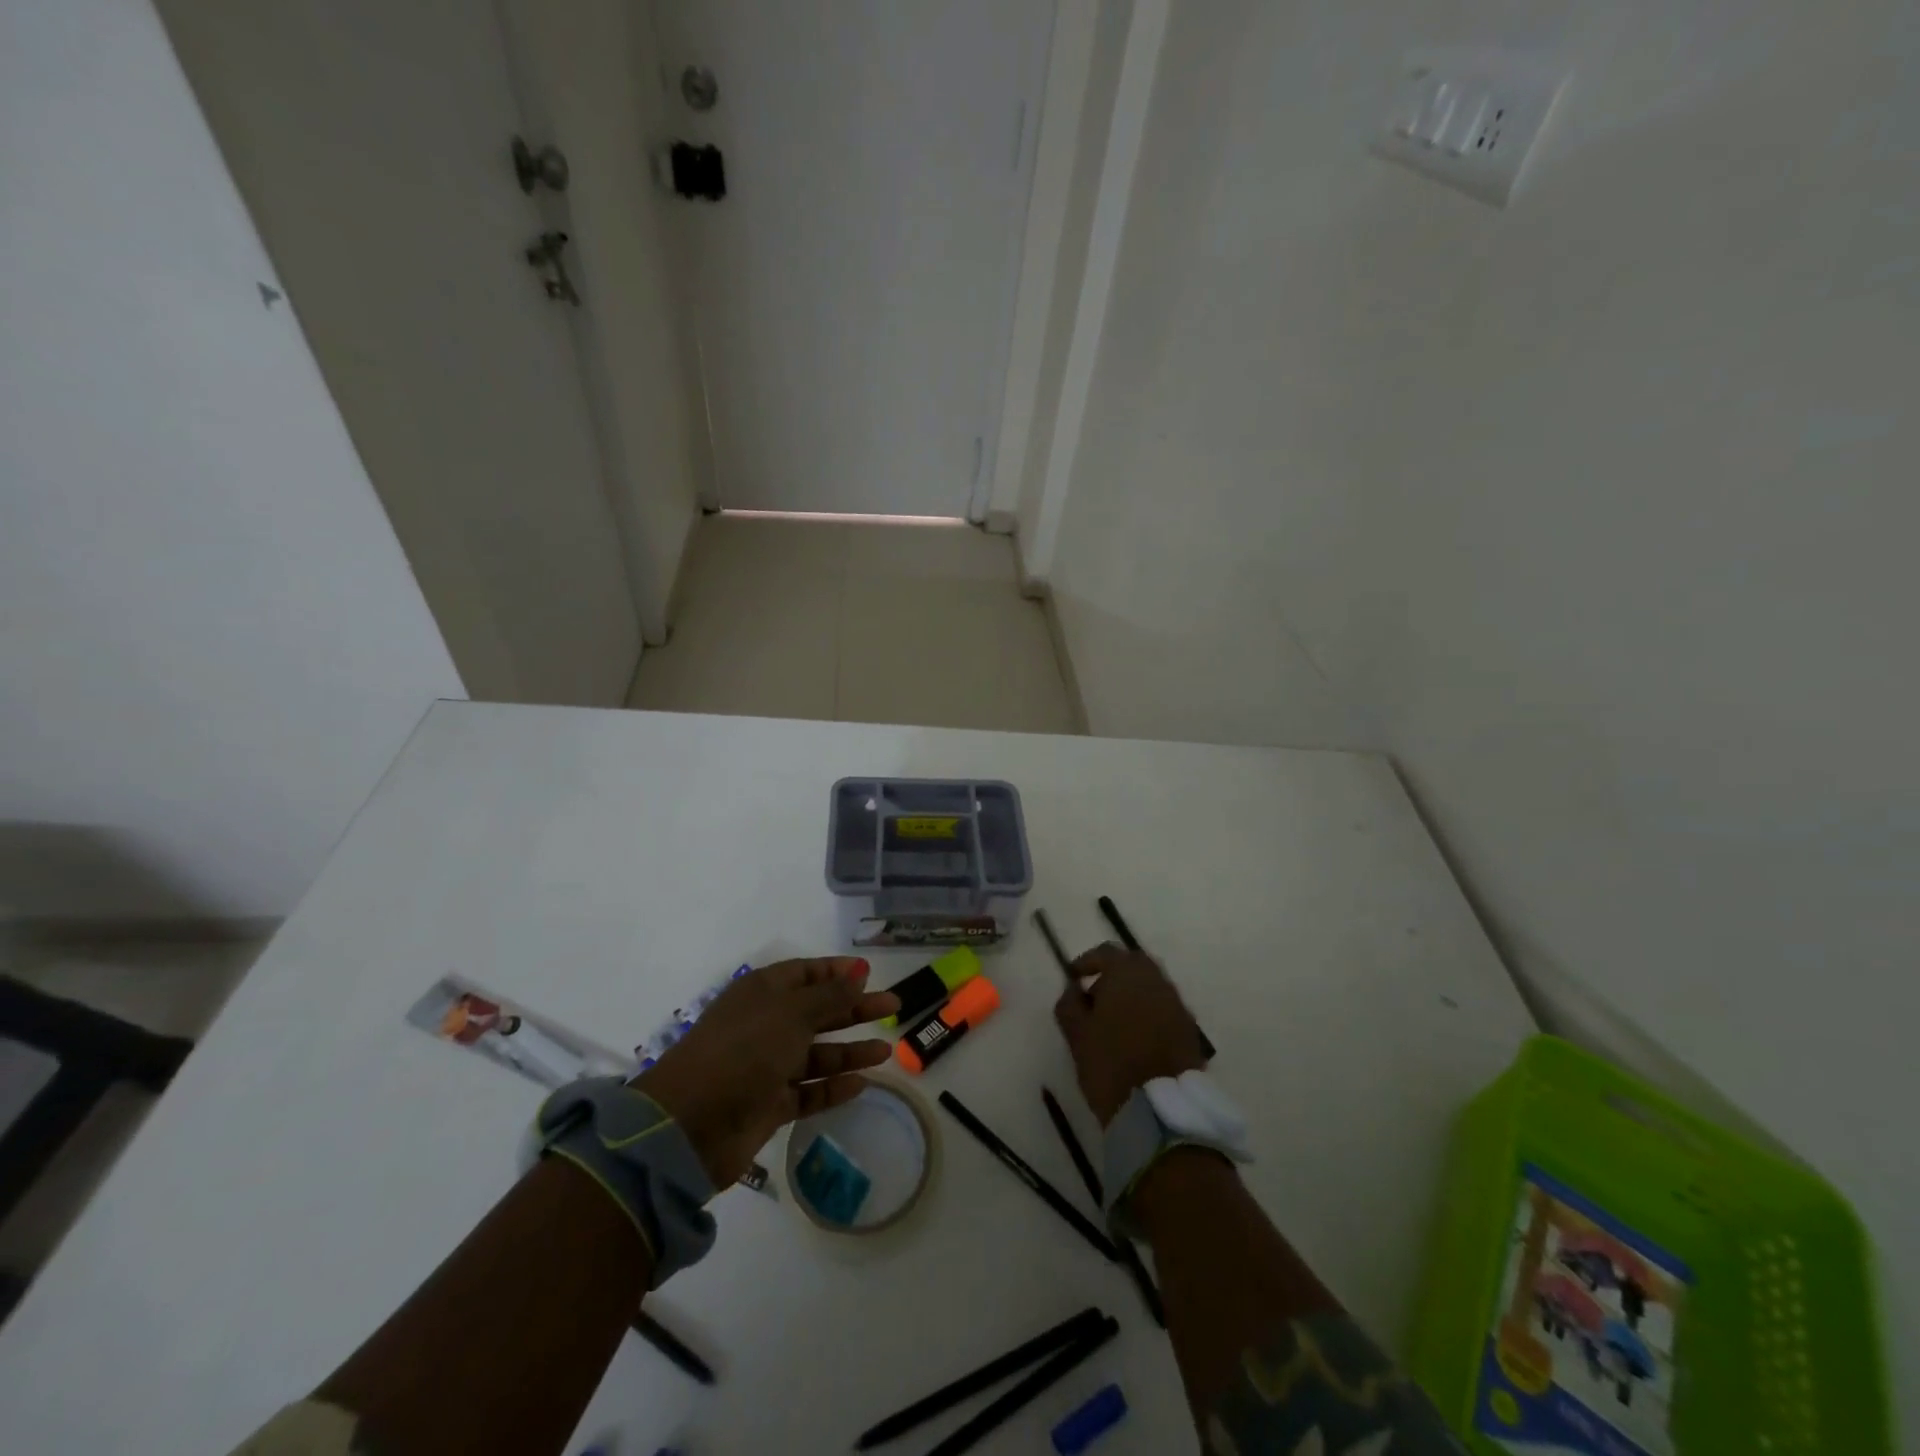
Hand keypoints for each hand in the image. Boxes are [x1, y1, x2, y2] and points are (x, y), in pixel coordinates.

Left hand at [633, 958, 899, 1187]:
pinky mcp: (767, 1105)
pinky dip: (832, 1087)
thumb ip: (830, 995)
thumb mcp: (791, 1013)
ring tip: (886, 1052)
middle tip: (893, 1007)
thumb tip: (859, 971)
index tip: (870, 974)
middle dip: (854, 1009)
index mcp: (763, 992)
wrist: (688, 1124)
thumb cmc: (743, 1051)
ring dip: (849, 1050)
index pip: (805, 973)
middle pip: (817, 1011)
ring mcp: (765, 1066)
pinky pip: (807, 1091)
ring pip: (816, 1053)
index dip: (837, 972)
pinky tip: (862, 1084)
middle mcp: (765, 1024)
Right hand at [1054, 944, 1206, 1125]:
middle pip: (1134, 965)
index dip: (1087, 962)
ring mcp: (1177, 1004)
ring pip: (1151, 987)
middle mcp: (1157, 980)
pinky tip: (1136, 1038)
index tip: (1073, 979)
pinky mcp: (1189, 1029)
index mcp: (1127, 974)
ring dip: (1132, 995)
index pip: (1106, 952)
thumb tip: (1073, 988)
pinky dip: (1149, 1014)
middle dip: (1113, 976)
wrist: (1160, 1109)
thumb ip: (1070, 1003)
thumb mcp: (1077, 1034)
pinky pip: (1164, 1009)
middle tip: (1095, 999)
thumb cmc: (1110, 1063)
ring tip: (1114, 1022)